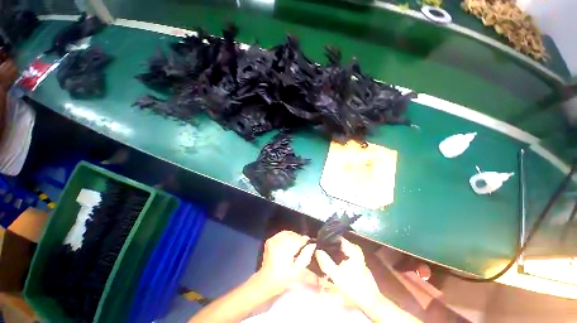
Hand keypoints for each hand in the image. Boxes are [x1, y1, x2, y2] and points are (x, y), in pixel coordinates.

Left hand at [256, 231, 315, 295]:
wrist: (265, 281)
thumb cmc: (282, 279)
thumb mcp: (297, 272)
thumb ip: (306, 257)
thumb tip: (312, 245)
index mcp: (285, 249)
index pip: (300, 239)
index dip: (306, 242)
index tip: (310, 246)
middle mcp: (279, 241)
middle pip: (294, 235)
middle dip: (300, 240)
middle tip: (303, 248)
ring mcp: (273, 239)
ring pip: (288, 233)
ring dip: (294, 237)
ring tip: (296, 246)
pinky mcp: (270, 240)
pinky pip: (282, 234)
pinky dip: (287, 237)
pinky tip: (288, 244)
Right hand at [315, 237, 380, 312]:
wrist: (368, 300)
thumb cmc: (353, 286)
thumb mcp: (337, 275)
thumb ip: (326, 262)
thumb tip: (317, 250)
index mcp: (352, 248)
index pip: (336, 236)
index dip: (326, 238)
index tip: (318, 241)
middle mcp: (354, 248)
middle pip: (338, 242)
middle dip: (328, 245)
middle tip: (318, 248)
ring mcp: (356, 254)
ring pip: (340, 248)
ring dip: (331, 251)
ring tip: (321, 254)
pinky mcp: (355, 260)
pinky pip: (343, 253)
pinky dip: (336, 255)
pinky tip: (330, 261)